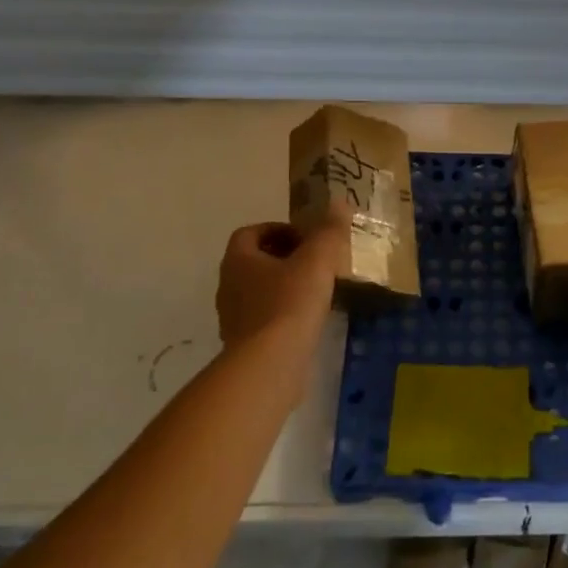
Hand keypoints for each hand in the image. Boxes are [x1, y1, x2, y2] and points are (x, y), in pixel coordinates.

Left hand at [216, 213, 348, 348]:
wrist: (269, 365)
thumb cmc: (289, 303)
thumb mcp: (317, 260)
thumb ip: (328, 230)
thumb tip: (339, 202)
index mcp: (238, 260)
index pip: (250, 233)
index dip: (278, 230)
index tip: (306, 238)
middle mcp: (229, 286)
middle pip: (254, 262)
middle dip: (284, 258)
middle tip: (315, 262)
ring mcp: (233, 319)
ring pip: (259, 292)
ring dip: (284, 287)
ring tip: (317, 291)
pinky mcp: (244, 346)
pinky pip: (264, 320)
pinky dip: (284, 315)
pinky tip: (309, 321)